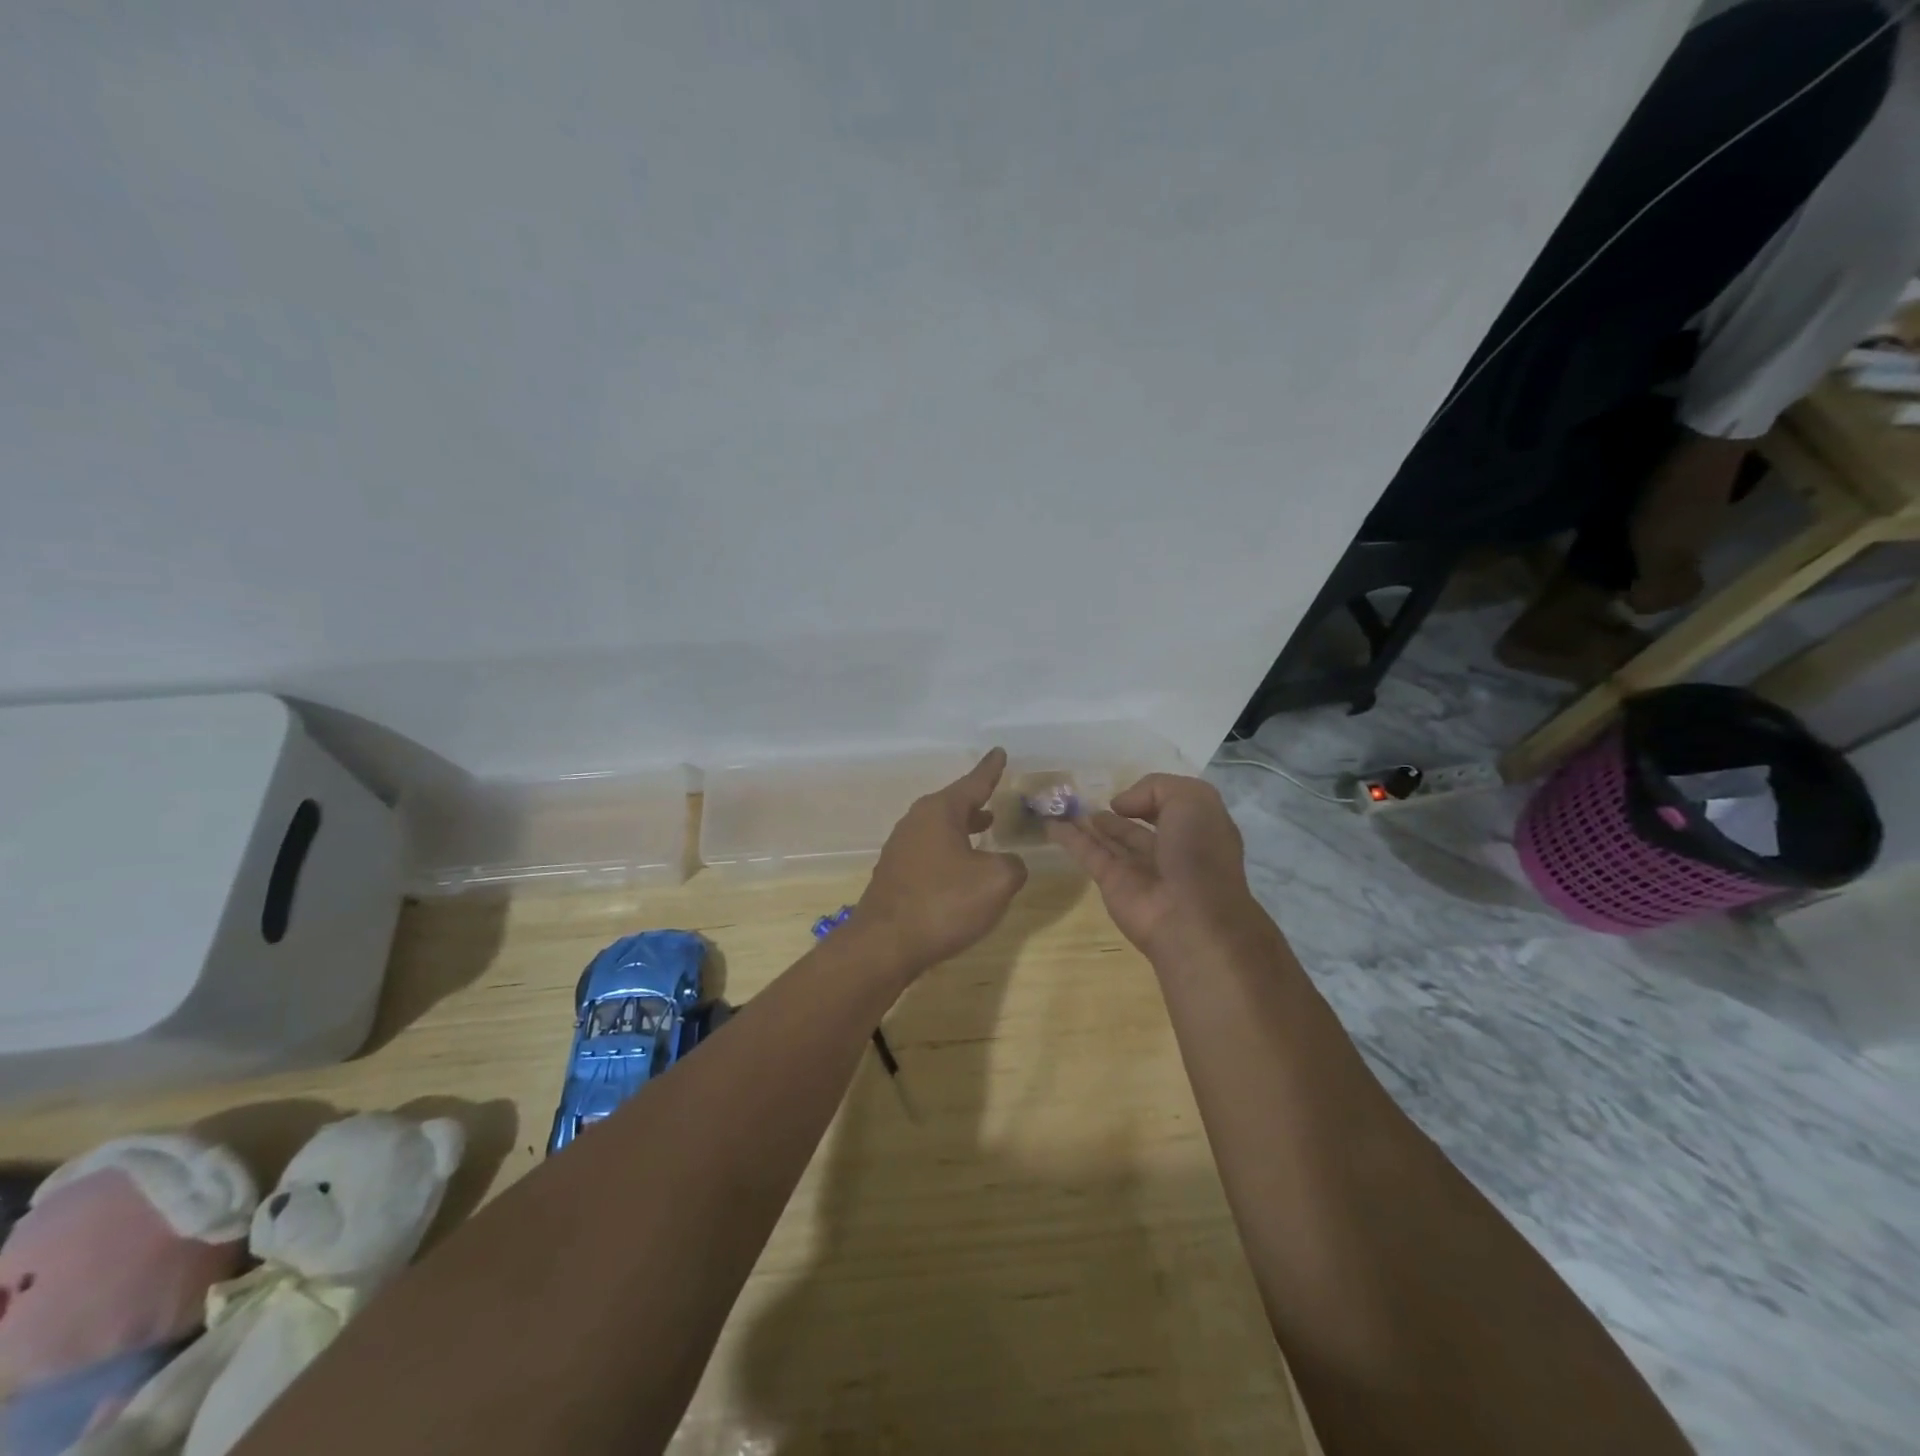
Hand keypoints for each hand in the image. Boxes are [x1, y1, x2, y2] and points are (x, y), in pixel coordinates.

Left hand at [855, 749, 1028, 976]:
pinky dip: (949, 849)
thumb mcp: (996, 881)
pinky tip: (960, 868)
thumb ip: (1013, 864)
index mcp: (940, 812)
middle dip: (975, 800)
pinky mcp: (895, 874)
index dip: (991, 769)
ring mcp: (901, 848)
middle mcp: (916, 821)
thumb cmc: (943, 903)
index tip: (999, 751)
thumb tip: (1008, 863)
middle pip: (952, 803)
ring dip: (962, 826)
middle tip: (994, 795)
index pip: (973, 783)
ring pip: (939, 827)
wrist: (884, 945)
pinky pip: (929, 850)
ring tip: (984, 827)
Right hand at [1046, 773, 1270, 960]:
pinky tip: (1051, 824)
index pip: (1171, 806)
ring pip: (1110, 838)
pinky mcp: (1111, 882)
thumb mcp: (1193, 800)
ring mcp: (1138, 868)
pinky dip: (1068, 838)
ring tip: (1066, 804)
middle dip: (1119, 810)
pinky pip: (1087, 852)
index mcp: (1197, 829)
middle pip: (1137, 824)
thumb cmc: (1198, 853)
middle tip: (1090, 794)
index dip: (1152, 795)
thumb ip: (1156, 788)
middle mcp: (1169, 848)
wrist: (1191, 919)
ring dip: (1091, 822)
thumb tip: (1119, 804)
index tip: (1131, 789)